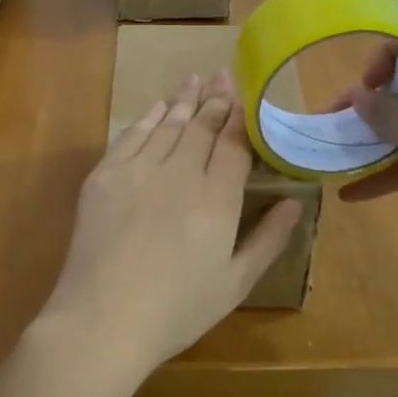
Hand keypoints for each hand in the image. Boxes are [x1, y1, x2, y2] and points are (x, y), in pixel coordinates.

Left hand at [33, 70, 300, 379]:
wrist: (102, 321)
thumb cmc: (176, 311)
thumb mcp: (235, 284)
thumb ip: (269, 240)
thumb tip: (295, 202)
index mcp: (217, 199)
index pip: (233, 144)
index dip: (240, 117)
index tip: (245, 95)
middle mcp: (180, 174)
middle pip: (201, 127)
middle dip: (215, 99)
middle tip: (223, 75)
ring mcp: (138, 171)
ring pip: (167, 124)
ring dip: (183, 100)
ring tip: (194, 79)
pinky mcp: (104, 177)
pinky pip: (131, 136)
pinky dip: (147, 118)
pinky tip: (157, 108)